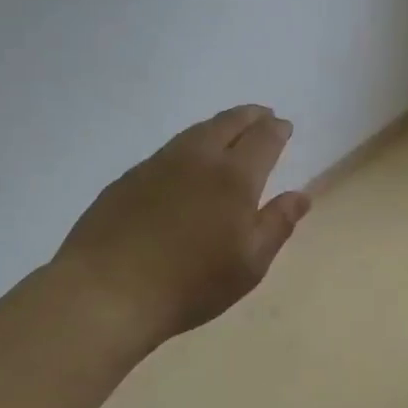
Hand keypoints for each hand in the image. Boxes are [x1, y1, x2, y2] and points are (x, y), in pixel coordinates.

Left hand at [51, 105, 310, 349]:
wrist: (106, 292)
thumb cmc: (191, 283)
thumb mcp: (250, 264)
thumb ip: (277, 224)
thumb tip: (300, 195)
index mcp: (234, 177)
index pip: (262, 139)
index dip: (276, 129)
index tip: (284, 126)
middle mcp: (198, 159)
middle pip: (228, 123)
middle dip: (249, 116)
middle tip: (262, 115)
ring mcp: (158, 165)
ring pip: (196, 131)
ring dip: (219, 125)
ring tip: (229, 128)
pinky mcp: (129, 178)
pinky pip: (169, 149)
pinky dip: (190, 143)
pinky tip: (187, 160)